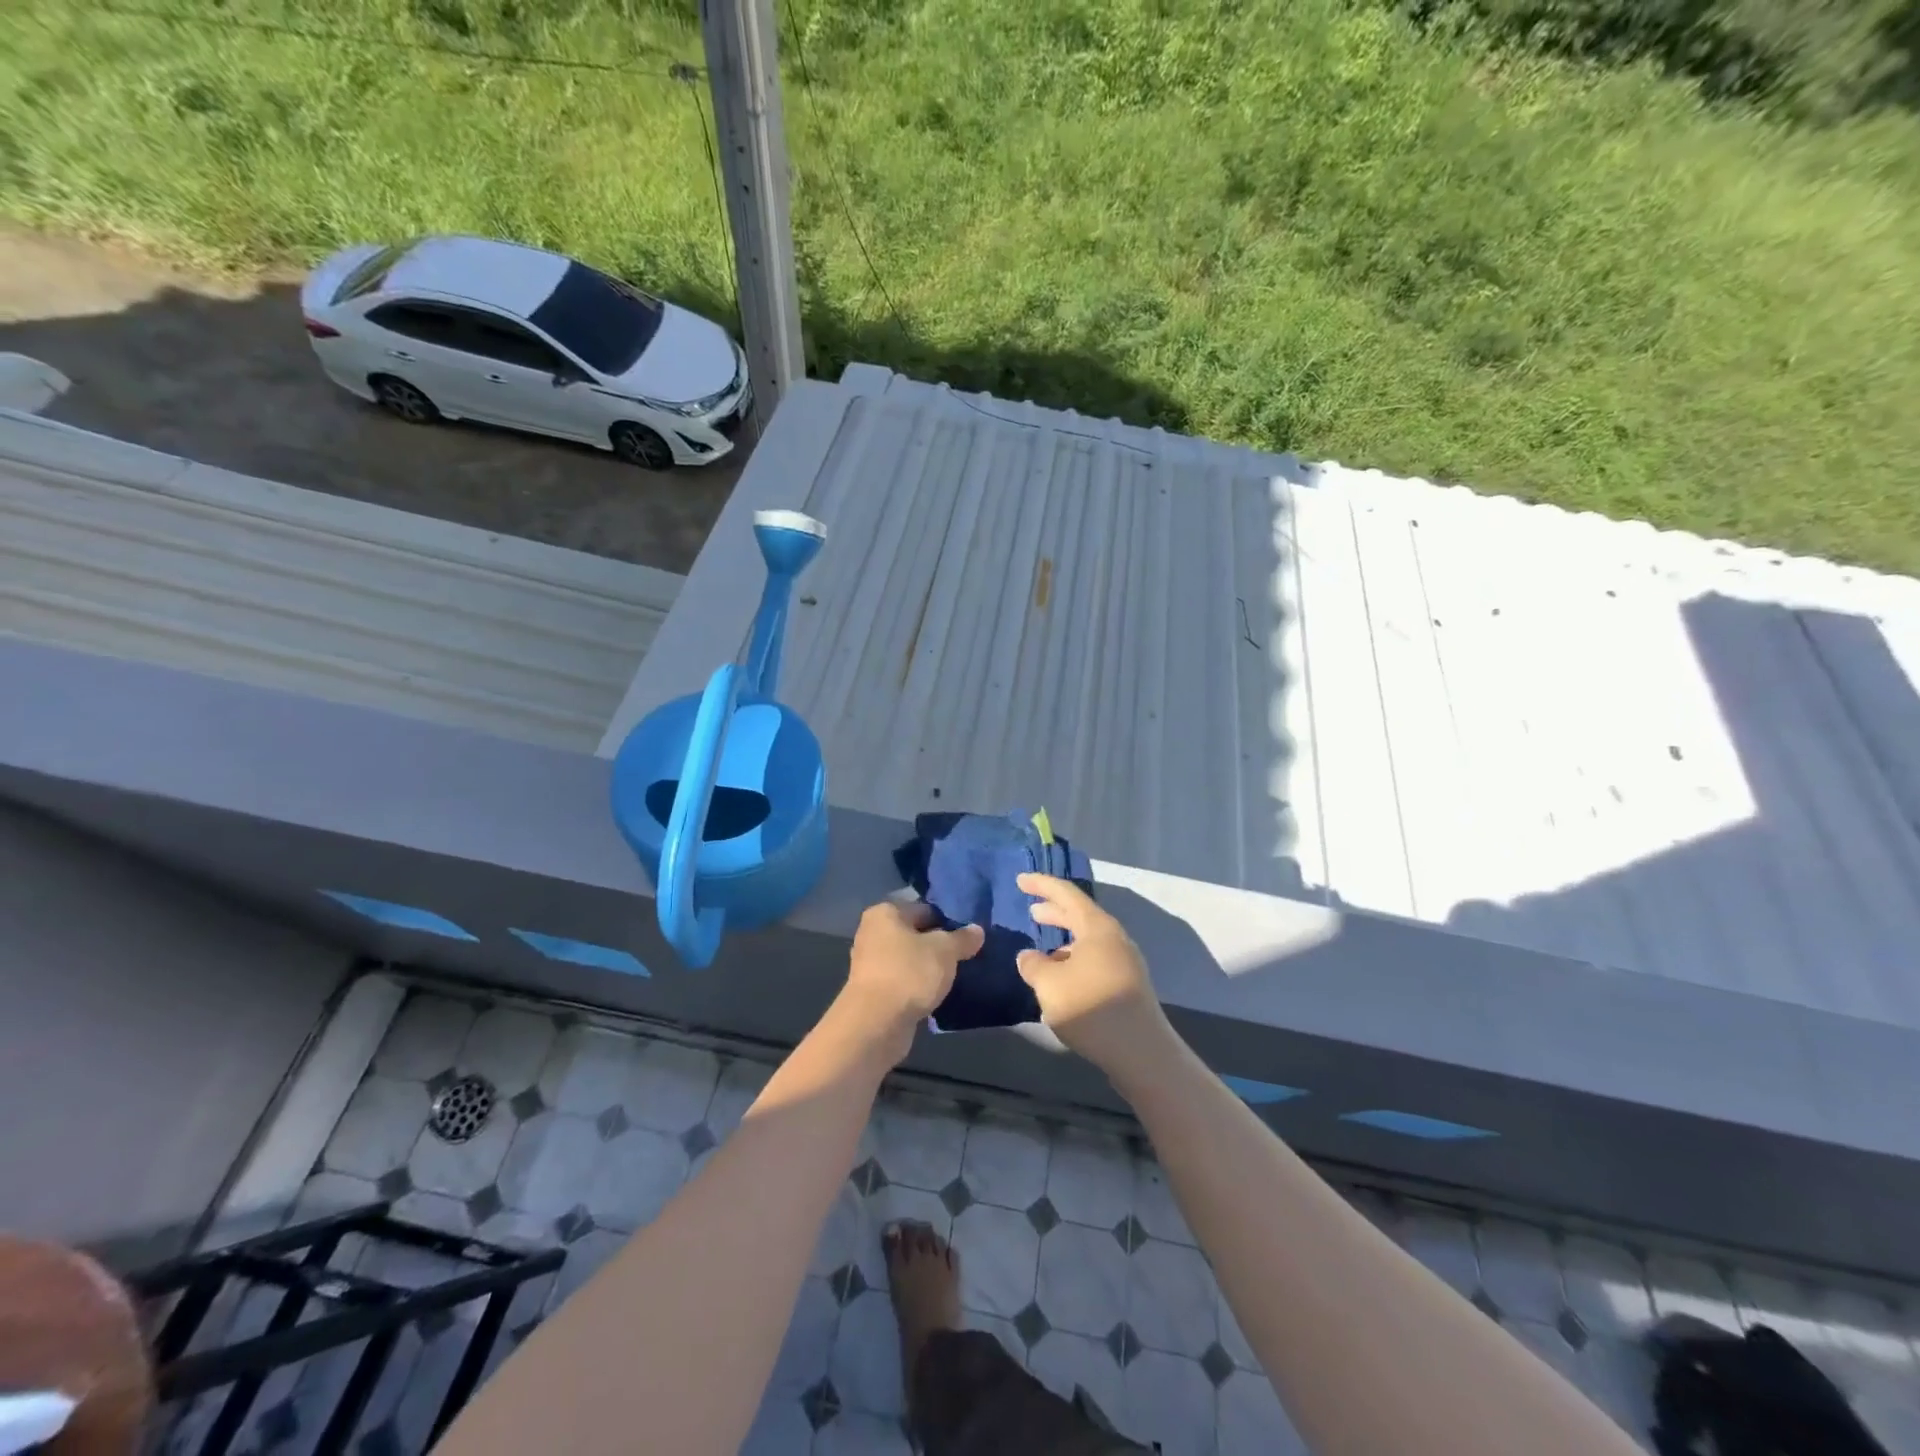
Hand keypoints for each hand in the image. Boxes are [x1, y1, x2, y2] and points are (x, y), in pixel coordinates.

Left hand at [839, 900, 983, 1057]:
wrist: (876, 1024)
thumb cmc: (909, 974)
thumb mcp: (945, 951)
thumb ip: (962, 938)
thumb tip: (977, 930)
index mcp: (885, 913)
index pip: (924, 908)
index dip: (948, 919)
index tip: (969, 933)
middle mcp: (873, 933)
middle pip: (915, 933)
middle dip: (939, 943)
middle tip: (967, 953)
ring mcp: (870, 963)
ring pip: (909, 958)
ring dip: (930, 966)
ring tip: (957, 974)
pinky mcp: (873, 991)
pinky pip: (903, 980)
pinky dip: (919, 985)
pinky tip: (939, 992)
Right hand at [1015, 874, 1169, 1073]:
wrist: (1141, 1052)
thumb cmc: (1091, 1008)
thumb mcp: (1049, 984)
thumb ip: (1033, 965)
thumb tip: (1028, 957)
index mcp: (1097, 927)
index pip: (1066, 894)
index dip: (1041, 885)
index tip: (1020, 880)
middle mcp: (1114, 938)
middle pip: (1080, 915)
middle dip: (1054, 912)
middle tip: (1031, 911)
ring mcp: (1125, 962)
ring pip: (1088, 940)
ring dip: (1064, 941)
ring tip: (1042, 952)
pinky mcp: (1127, 986)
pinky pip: (1095, 960)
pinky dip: (1074, 960)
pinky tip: (1061, 981)